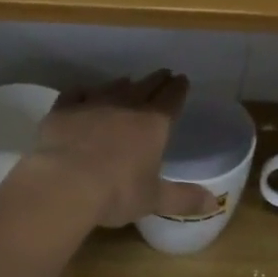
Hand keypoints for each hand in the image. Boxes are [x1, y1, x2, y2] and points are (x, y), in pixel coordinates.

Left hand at [26, 70, 217, 228]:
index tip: (182, 79)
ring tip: (128, 81)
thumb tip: (213, 203)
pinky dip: (83, 92)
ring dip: (123, 83)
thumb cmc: (117, 192)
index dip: (179, 89)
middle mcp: (126, 106)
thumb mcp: (154, 199)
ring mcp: (93, 104)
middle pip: (145, 86)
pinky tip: (84, 93)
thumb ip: (183, 198)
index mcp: (153, 124)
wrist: (65, 183)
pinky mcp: (64, 109)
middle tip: (163, 74)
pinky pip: (76, 93)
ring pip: (112, 86)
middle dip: (157, 80)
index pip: (172, 99)